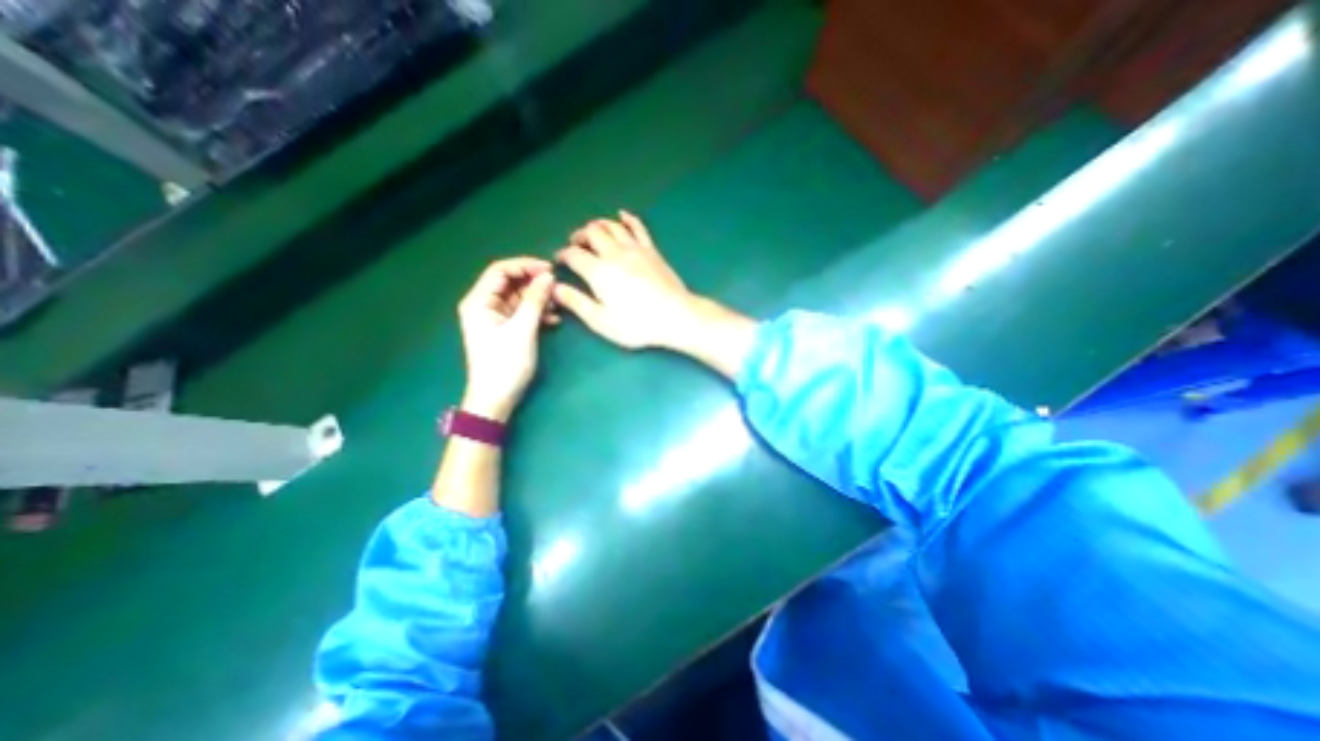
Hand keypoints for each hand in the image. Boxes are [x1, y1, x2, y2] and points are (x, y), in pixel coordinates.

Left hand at [462, 258, 555, 421]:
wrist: (495, 399)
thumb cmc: (505, 364)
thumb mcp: (523, 330)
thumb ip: (535, 301)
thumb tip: (549, 276)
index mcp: (479, 301)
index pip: (500, 270)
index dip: (525, 266)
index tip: (550, 269)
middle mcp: (484, 305)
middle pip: (510, 282)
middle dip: (533, 282)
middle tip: (556, 286)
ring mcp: (495, 318)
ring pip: (518, 297)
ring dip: (537, 298)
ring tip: (557, 304)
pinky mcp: (505, 330)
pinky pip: (521, 312)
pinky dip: (536, 312)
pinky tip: (552, 319)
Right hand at [552, 208, 699, 350]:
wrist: (675, 316)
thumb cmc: (636, 324)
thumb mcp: (601, 321)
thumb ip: (577, 303)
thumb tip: (555, 288)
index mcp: (598, 272)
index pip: (573, 254)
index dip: (563, 255)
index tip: (560, 260)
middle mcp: (614, 254)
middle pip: (591, 233)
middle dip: (578, 236)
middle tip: (575, 244)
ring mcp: (635, 249)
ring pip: (611, 226)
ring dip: (598, 225)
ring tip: (592, 232)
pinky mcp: (651, 250)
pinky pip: (638, 227)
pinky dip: (627, 219)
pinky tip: (622, 215)